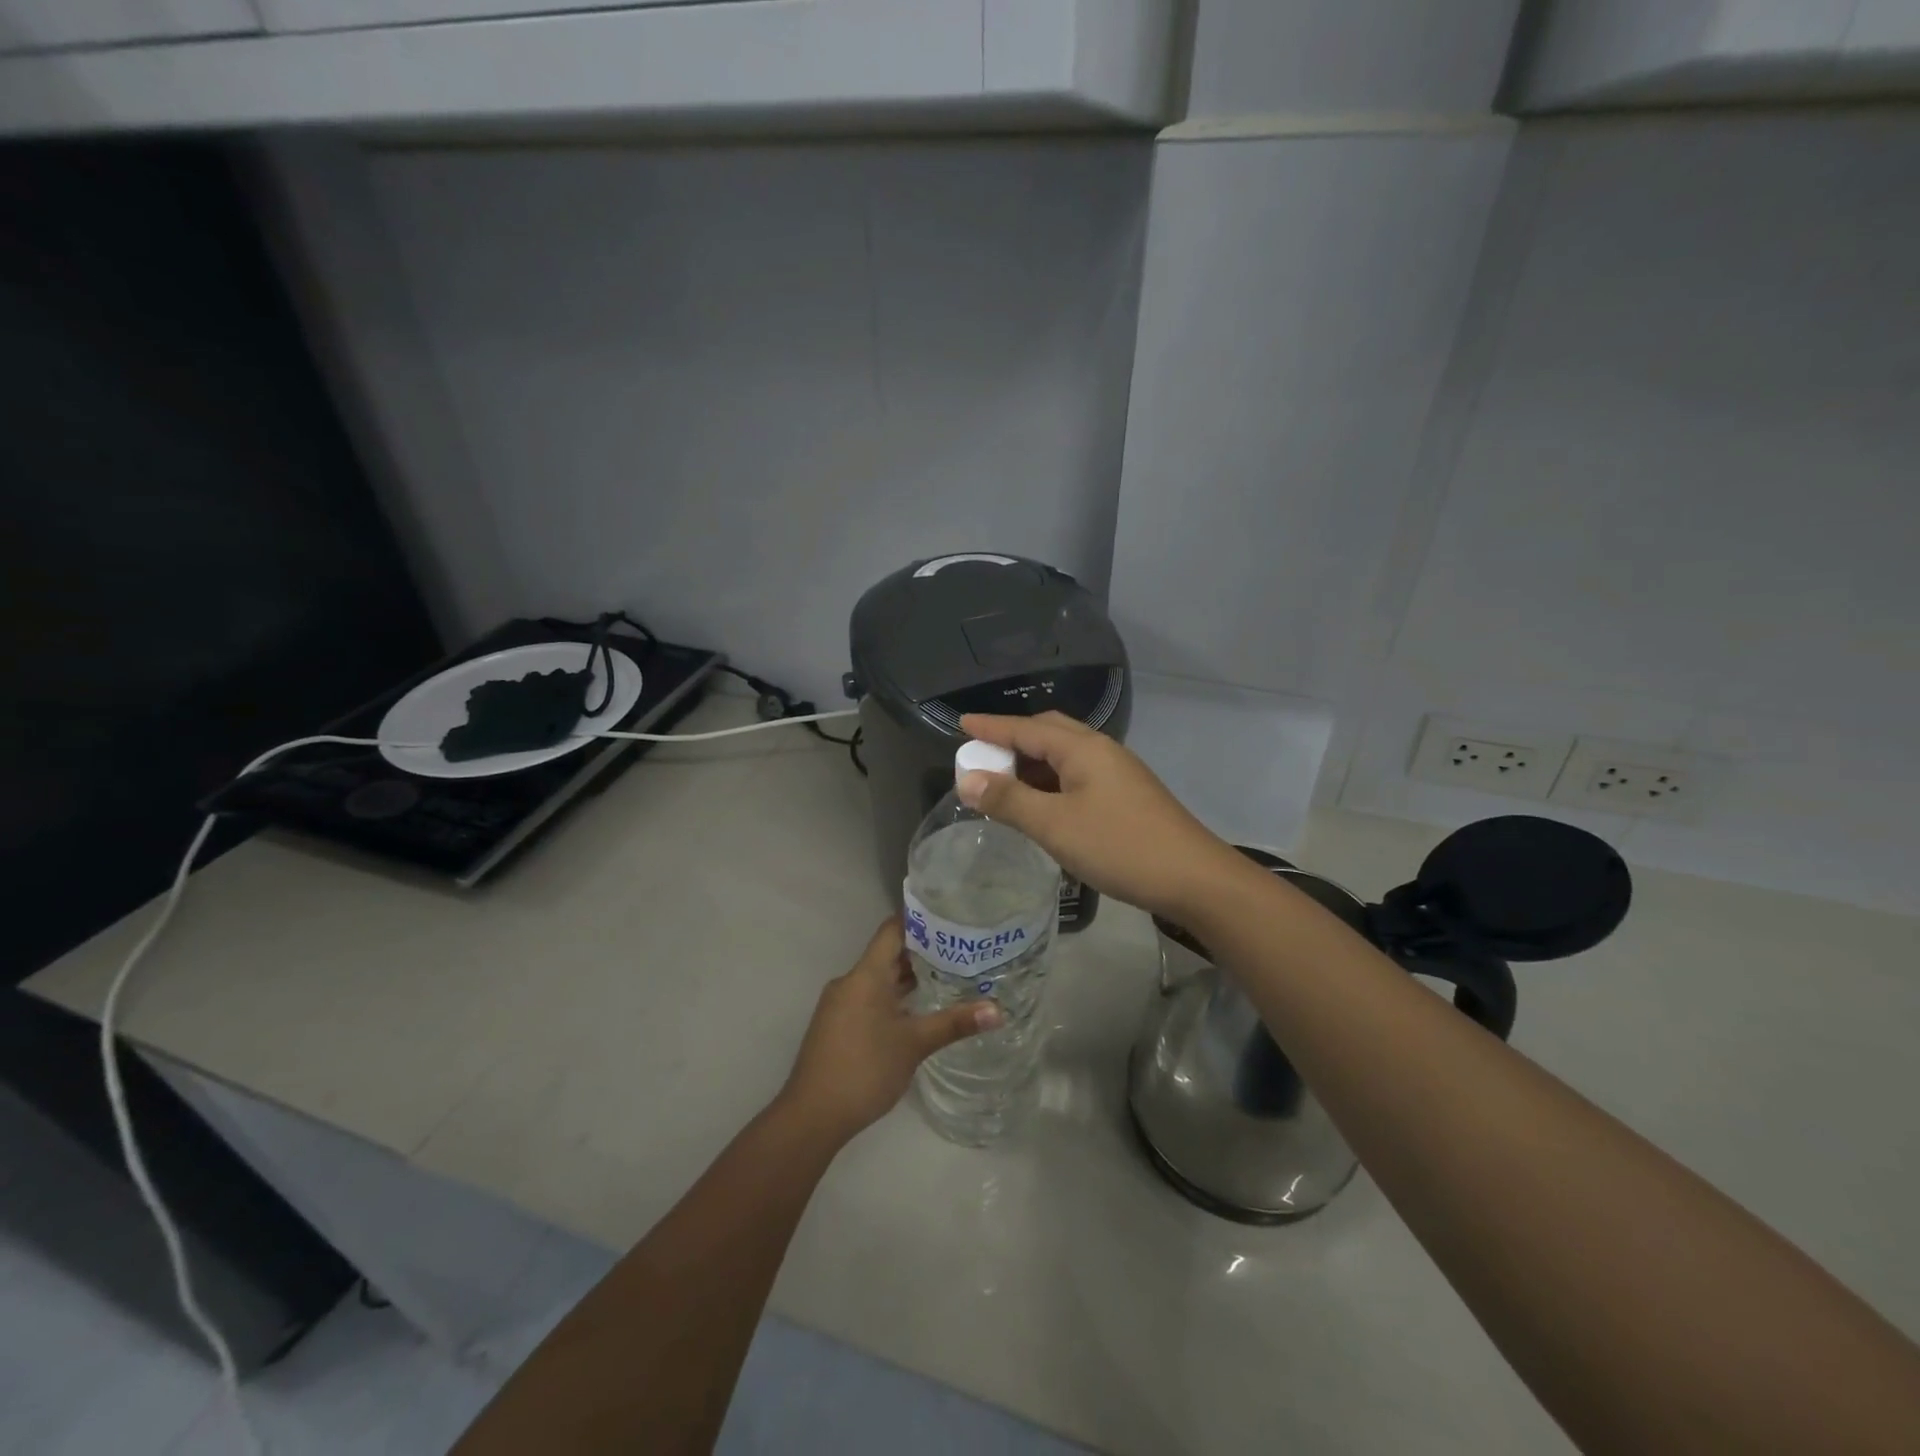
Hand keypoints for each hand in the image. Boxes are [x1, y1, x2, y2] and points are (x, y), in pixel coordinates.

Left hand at [778, 918, 1001, 1146]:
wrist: (812, 1116)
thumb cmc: (864, 1069)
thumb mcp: (914, 1044)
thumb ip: (954, 1023)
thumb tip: (998, 1011)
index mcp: (865, 975)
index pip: (892, 930)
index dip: (918, 919)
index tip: (949, 914)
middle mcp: (850, 982)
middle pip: (888, 954)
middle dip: (922, 951)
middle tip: (961, 948)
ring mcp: (841, 1005)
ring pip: (879, 979)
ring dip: (909, 977)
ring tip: (948, 975)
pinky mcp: (838, 1026)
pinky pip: (870, 998)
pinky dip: (894, 997)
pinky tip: (919, 1010)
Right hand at [957, 711, 1251, 924]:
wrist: (1193, 878)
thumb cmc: (1119, 846)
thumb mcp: (1055, 825)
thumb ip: (1009, 800)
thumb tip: (968, 779)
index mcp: (1083, 748)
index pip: (1026, 728)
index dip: (991, 727)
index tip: (960, 724)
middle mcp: (1101, 751)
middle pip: (1049, 733)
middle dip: (1013, 741)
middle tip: (982, 756)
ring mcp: (1117, 774)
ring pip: (1064, 758)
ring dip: (1032, 765)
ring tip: (1003, 784)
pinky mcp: (1126, 796)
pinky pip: (1077, 778)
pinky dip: (1050, 784)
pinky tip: (1041, 807)